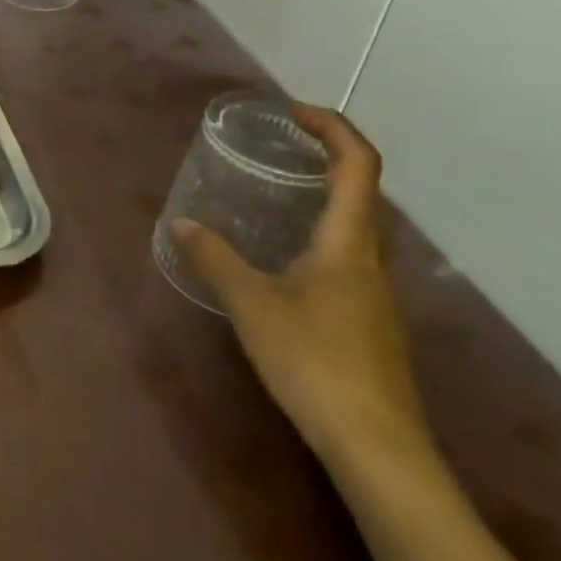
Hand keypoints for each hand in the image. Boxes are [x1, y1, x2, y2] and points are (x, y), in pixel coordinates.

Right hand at [173, 106, 432, 473]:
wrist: (378, 449)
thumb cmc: (315, 362)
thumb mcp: (252, 305)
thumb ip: (216, 259)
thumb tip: (182, 224)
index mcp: (349, 243)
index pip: (359, 164)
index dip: (333, 127)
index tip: (294, 112)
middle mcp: (371, 260)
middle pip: (364, 192)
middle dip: (328, 158)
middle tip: (282, 148)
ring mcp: (377, 296)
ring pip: (358, 228)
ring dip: (326, 198)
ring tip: (279, 197)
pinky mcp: (373, 325)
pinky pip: (350, 259)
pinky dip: (322, 237)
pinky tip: (286, 262)